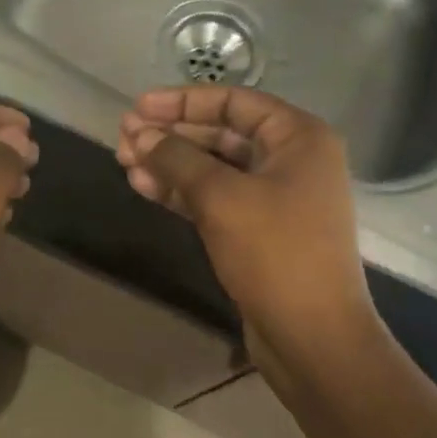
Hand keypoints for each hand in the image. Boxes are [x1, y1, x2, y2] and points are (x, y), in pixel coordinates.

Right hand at [116, 87, 379, 372]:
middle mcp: (292, 160)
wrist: (312, 336)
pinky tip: (145, 187)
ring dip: (170, 163)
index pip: (233, 102)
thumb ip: (177, 158)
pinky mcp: (260, 230)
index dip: (181, 101)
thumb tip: (140, 134)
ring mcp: (277, 197)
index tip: (137, 107)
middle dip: (171, 134)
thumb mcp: (221, 197)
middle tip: (123, 137)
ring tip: (124, 162)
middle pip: (221, 134)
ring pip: (214, 168)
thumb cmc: (275, 253)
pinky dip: (182, 191)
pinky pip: (216, 198)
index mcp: (298, 137)